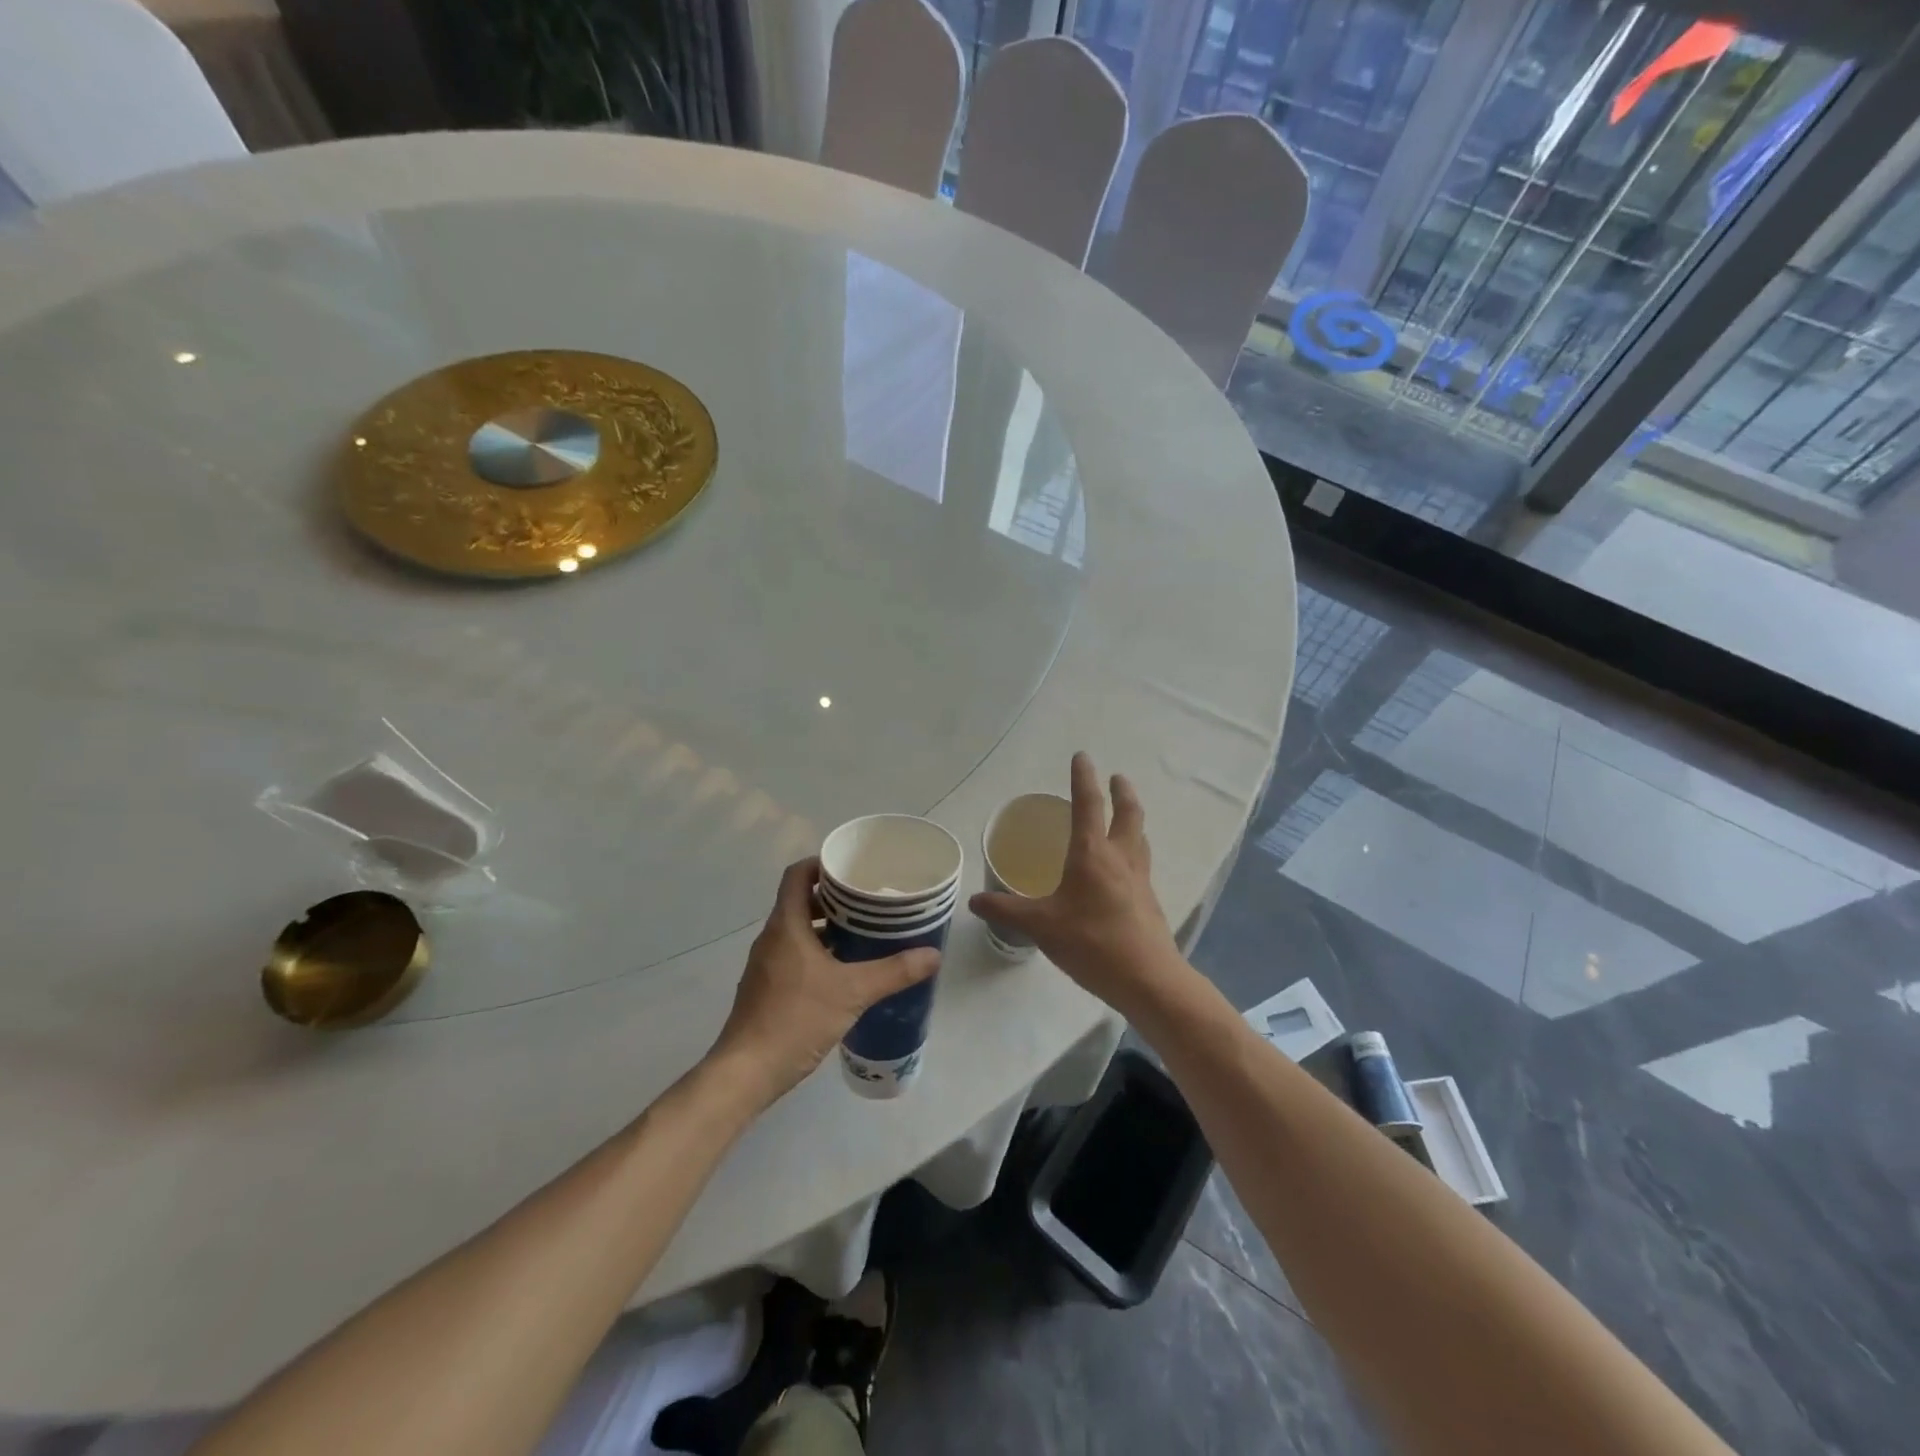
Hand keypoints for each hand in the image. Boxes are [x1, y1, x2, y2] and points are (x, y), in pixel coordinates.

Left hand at [709, 858, 940, 1105]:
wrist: (746, 1072)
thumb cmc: (795, 1018)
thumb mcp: (852, 992)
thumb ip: (893, 972)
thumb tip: (933, 954)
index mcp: (786, 925)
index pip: (798, 874)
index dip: (822, 864)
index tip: (853, 869)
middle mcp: (772, 938)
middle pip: (801, 901)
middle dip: (835, 898)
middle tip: (870, 902)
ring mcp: (766, 964)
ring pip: (799, 931)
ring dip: (828, 927)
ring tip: (865, 934)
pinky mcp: (767, 988)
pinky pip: (795, 955)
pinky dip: (819, 953)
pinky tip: (845, 971)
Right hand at [969, 752, 1185, 1018]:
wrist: (1148, 979)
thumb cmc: (1092, 943)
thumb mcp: (1041, 926)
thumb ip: (1007, 910)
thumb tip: (974, 901)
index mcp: (1092, 854)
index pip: (1088, 804)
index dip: (1083, 778)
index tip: (1082, 756)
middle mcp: (1120, 858)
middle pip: (1128, 814)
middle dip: (1122, 792)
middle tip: (1117, 777)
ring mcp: (1140, 880)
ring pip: (1140, 837)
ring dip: (1133, 818)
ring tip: (1125, 816)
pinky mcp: (1149, 902)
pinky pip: (1141, 864)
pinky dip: (1134, 851)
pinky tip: (1125, 869)